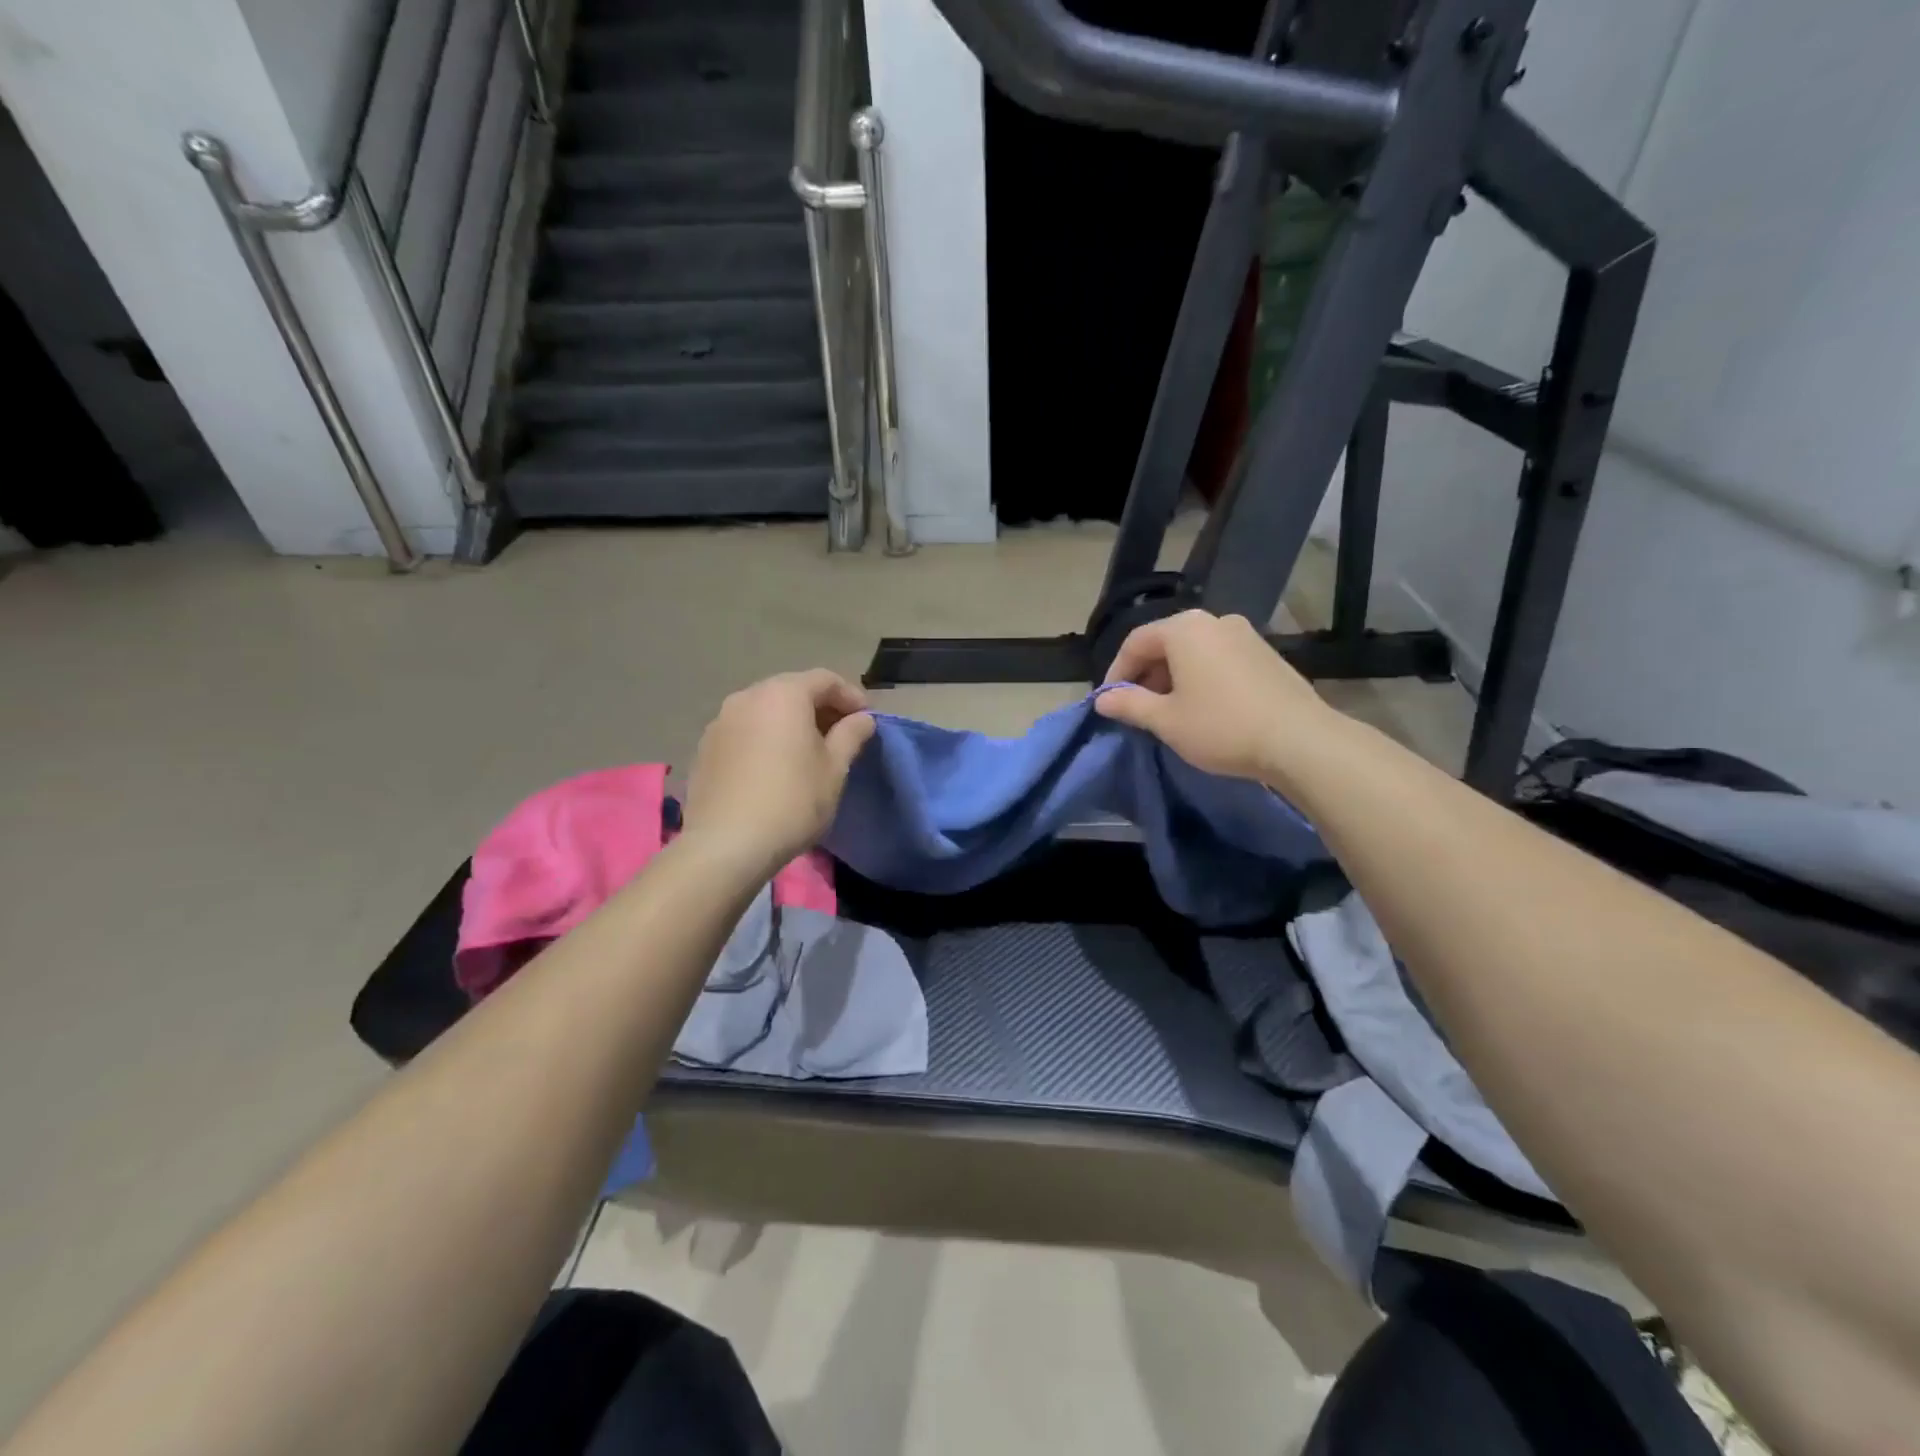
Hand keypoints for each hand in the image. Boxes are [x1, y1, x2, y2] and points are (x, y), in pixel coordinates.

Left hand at [683, 669, 875, 873]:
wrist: (726, 845)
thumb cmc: (792, 801)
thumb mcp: (834, 769)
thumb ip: (851, 735)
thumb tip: (862, 718)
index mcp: (783, 694)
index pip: (824, 680)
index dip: (850, 696)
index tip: (866, 720)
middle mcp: (747, 697)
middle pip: (791, 690)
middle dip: (819, 707)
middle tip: (840, 734)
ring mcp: (720, 722)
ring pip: (764, 710)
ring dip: (790, 722)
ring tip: (807, 751)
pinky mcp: (704, 748)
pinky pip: (744, 731)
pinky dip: (765, 737)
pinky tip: (774, 767)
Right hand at [1095, 610, 1335, 783]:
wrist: (1300, 740)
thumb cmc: (1221, 726)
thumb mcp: (1166, 720)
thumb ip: (1129, 705)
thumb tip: (1102, 700)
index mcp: (1184, 629)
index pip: (1136, 642)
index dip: (1116, 672)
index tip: (1109, 702)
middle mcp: (1214, 621)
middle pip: (1166, 643)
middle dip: (1146, 675)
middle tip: (1137, 708)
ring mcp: (1245, 634)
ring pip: (1194, 651)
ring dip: (1173, 677)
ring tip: (1168, 711)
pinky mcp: (1266, 653)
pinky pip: (1219, 659)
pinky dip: (1201, 677)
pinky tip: (1203, 707)